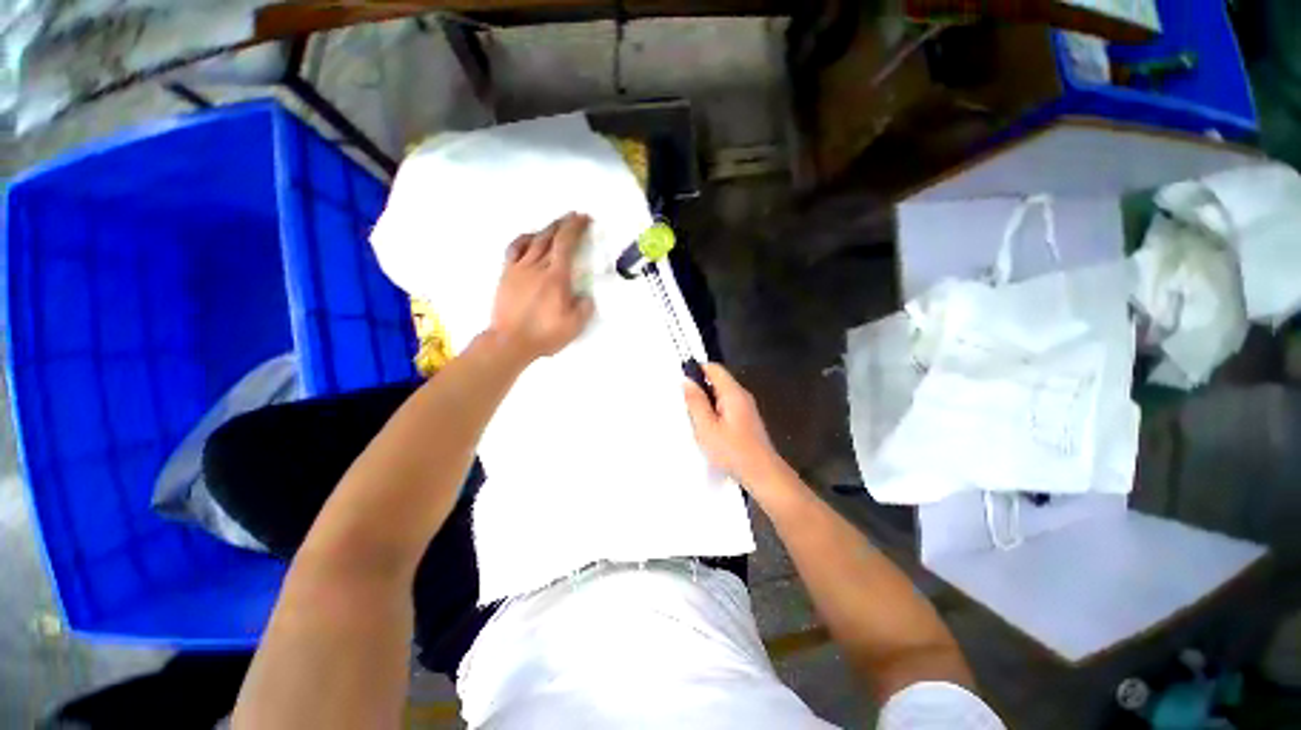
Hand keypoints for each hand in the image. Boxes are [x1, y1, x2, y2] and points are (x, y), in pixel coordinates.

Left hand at [489, 213, 595, 362]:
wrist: (510, 342)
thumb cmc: (545, 334)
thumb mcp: (574, 325)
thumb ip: (584, 307)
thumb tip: (586, 295)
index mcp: (557, 277)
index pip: (566, 243)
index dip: (575, 228)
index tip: (584, 218)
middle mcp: (538, 267)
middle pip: (550, 237)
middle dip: (564, 223)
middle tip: (574, 217)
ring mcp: (519, 269)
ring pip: (534, 240)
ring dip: (546, 229)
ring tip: (555, 225)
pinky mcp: (506, 274)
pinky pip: (514, 249)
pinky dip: (524, 239)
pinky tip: (530, 238)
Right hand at [683, 363, 785, 486]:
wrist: (762, 475)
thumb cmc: (733, 452)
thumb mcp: (706, 427)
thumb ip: (695, 402)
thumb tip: (687, 382)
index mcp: (733, 393)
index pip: (713, 368)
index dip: (696, 371)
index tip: (683, 385)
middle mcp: (741, 396)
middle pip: (717, 381)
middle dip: (700, 391)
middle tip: (689, 409)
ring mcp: (746, 408)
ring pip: (720, 396)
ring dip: (706, 404)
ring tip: (698, 423)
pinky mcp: (746, 419)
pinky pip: (726, 407)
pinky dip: (714, 414)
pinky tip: (710, 432)